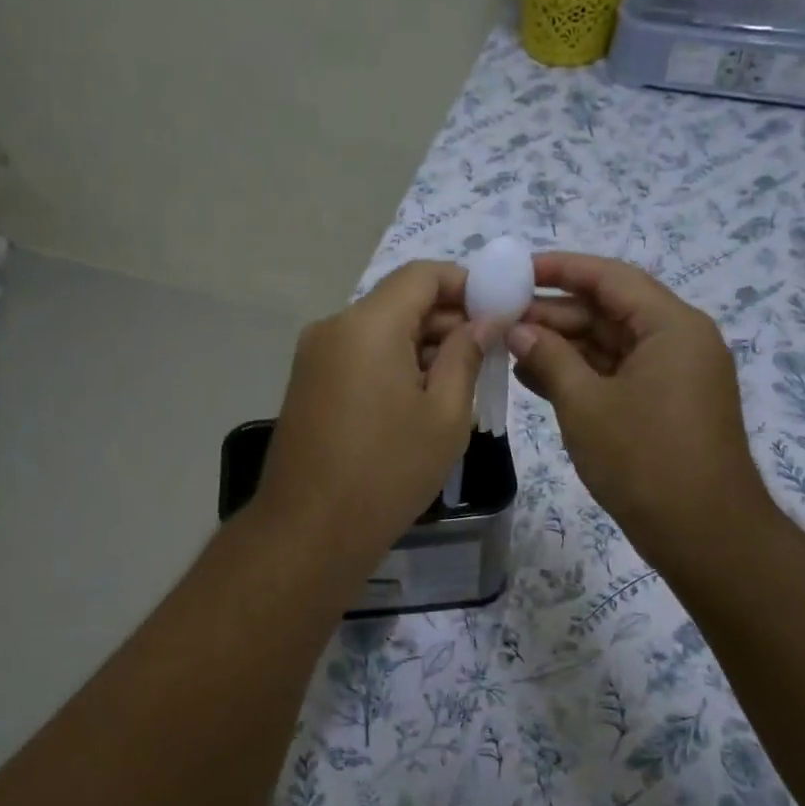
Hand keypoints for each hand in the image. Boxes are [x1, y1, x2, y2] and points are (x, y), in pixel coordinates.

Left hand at [256, 261, 491, 565]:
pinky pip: (358, 358)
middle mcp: (333, 327)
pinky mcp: (306, 385)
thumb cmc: (389, 471)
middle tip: (487, 356)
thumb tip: (484, 320)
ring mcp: (313, 357)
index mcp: (368, 324)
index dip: (465, 285)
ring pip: (379, 332)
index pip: (422, 275)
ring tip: (459, 386)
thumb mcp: (446, 415)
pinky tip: (418, 403)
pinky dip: (392, 366)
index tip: (497, 311)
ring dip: (421, 347)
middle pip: (399, 302)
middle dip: (446, 321)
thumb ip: (467, 355)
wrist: (310, 530)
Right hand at [509, 253, 776, 569]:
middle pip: (609, 310)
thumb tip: (516, 329)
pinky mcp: (665, 404)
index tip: (516, 270)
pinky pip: (617, 374)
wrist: (702, 533)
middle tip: (500, 315)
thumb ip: (549, 359)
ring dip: (562, 345)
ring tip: (507, 345)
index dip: (561, 269)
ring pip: (610, 344)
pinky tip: (534, 376)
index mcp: (671, 326)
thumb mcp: (585, 405)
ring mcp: (673, 375)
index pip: (610, 278)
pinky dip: (580, 374)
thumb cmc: (644, 461)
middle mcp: (678, 341)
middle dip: (554, 313)